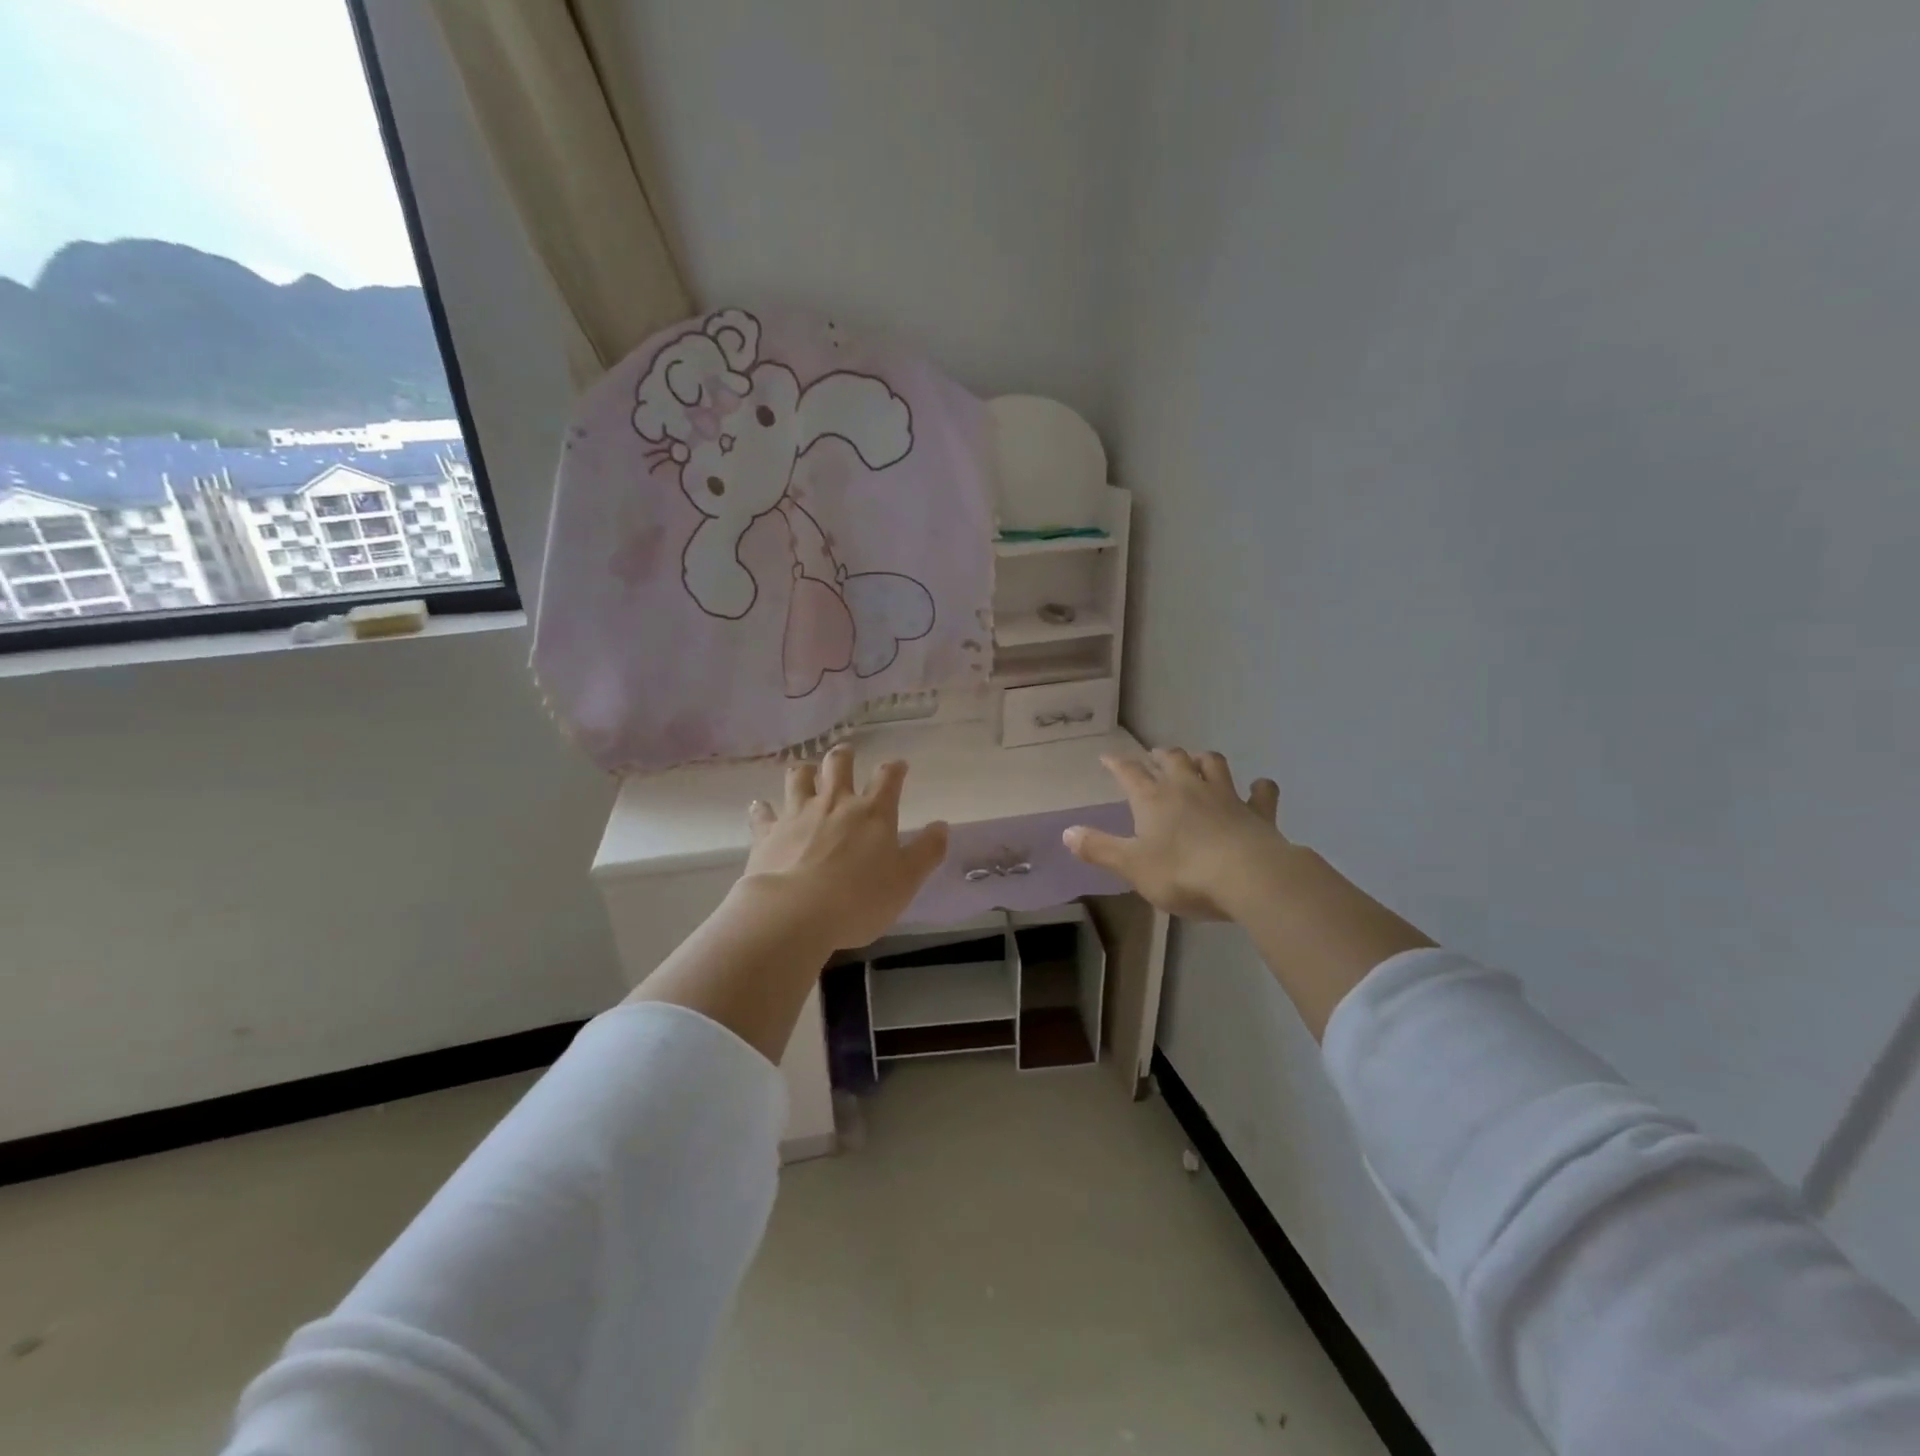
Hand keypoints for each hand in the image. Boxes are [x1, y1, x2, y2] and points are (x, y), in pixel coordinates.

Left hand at [743, 743, 949, 949]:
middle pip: (838, 765)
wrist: (794, 913)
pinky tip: (761, 807)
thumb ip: (926, 852)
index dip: (895, 768)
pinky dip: (763, 809)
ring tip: (806, 772)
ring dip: (804, 772)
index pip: (887, 778)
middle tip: (845, 754)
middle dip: (843, 756)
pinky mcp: (768, 832)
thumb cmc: (859, 899)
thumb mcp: (906, 881)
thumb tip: (941, 826)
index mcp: (872, 813)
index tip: (899, 766)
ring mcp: (797, 814)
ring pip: (799, 778)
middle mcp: (835, 804)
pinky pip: (763, 813)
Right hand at [1063, 748, 1286, 920]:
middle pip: (1173, 759)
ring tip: (1198, 761)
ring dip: (1203, 760)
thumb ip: (1099, 848)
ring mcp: (1226, 797)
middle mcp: (1188, 788)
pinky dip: (1259, 788)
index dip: (1117, 764)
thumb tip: (1067, 832)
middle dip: (1161, 756)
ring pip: (1213, 764)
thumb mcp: (1131, 866)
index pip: (1130, 773)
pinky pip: (1261, 793)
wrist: (1248, 877)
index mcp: (1153, 799)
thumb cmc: (1182, 872)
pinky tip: (1259, 787)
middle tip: (1154, 757)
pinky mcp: (1257, 813)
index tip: (1107, 757)